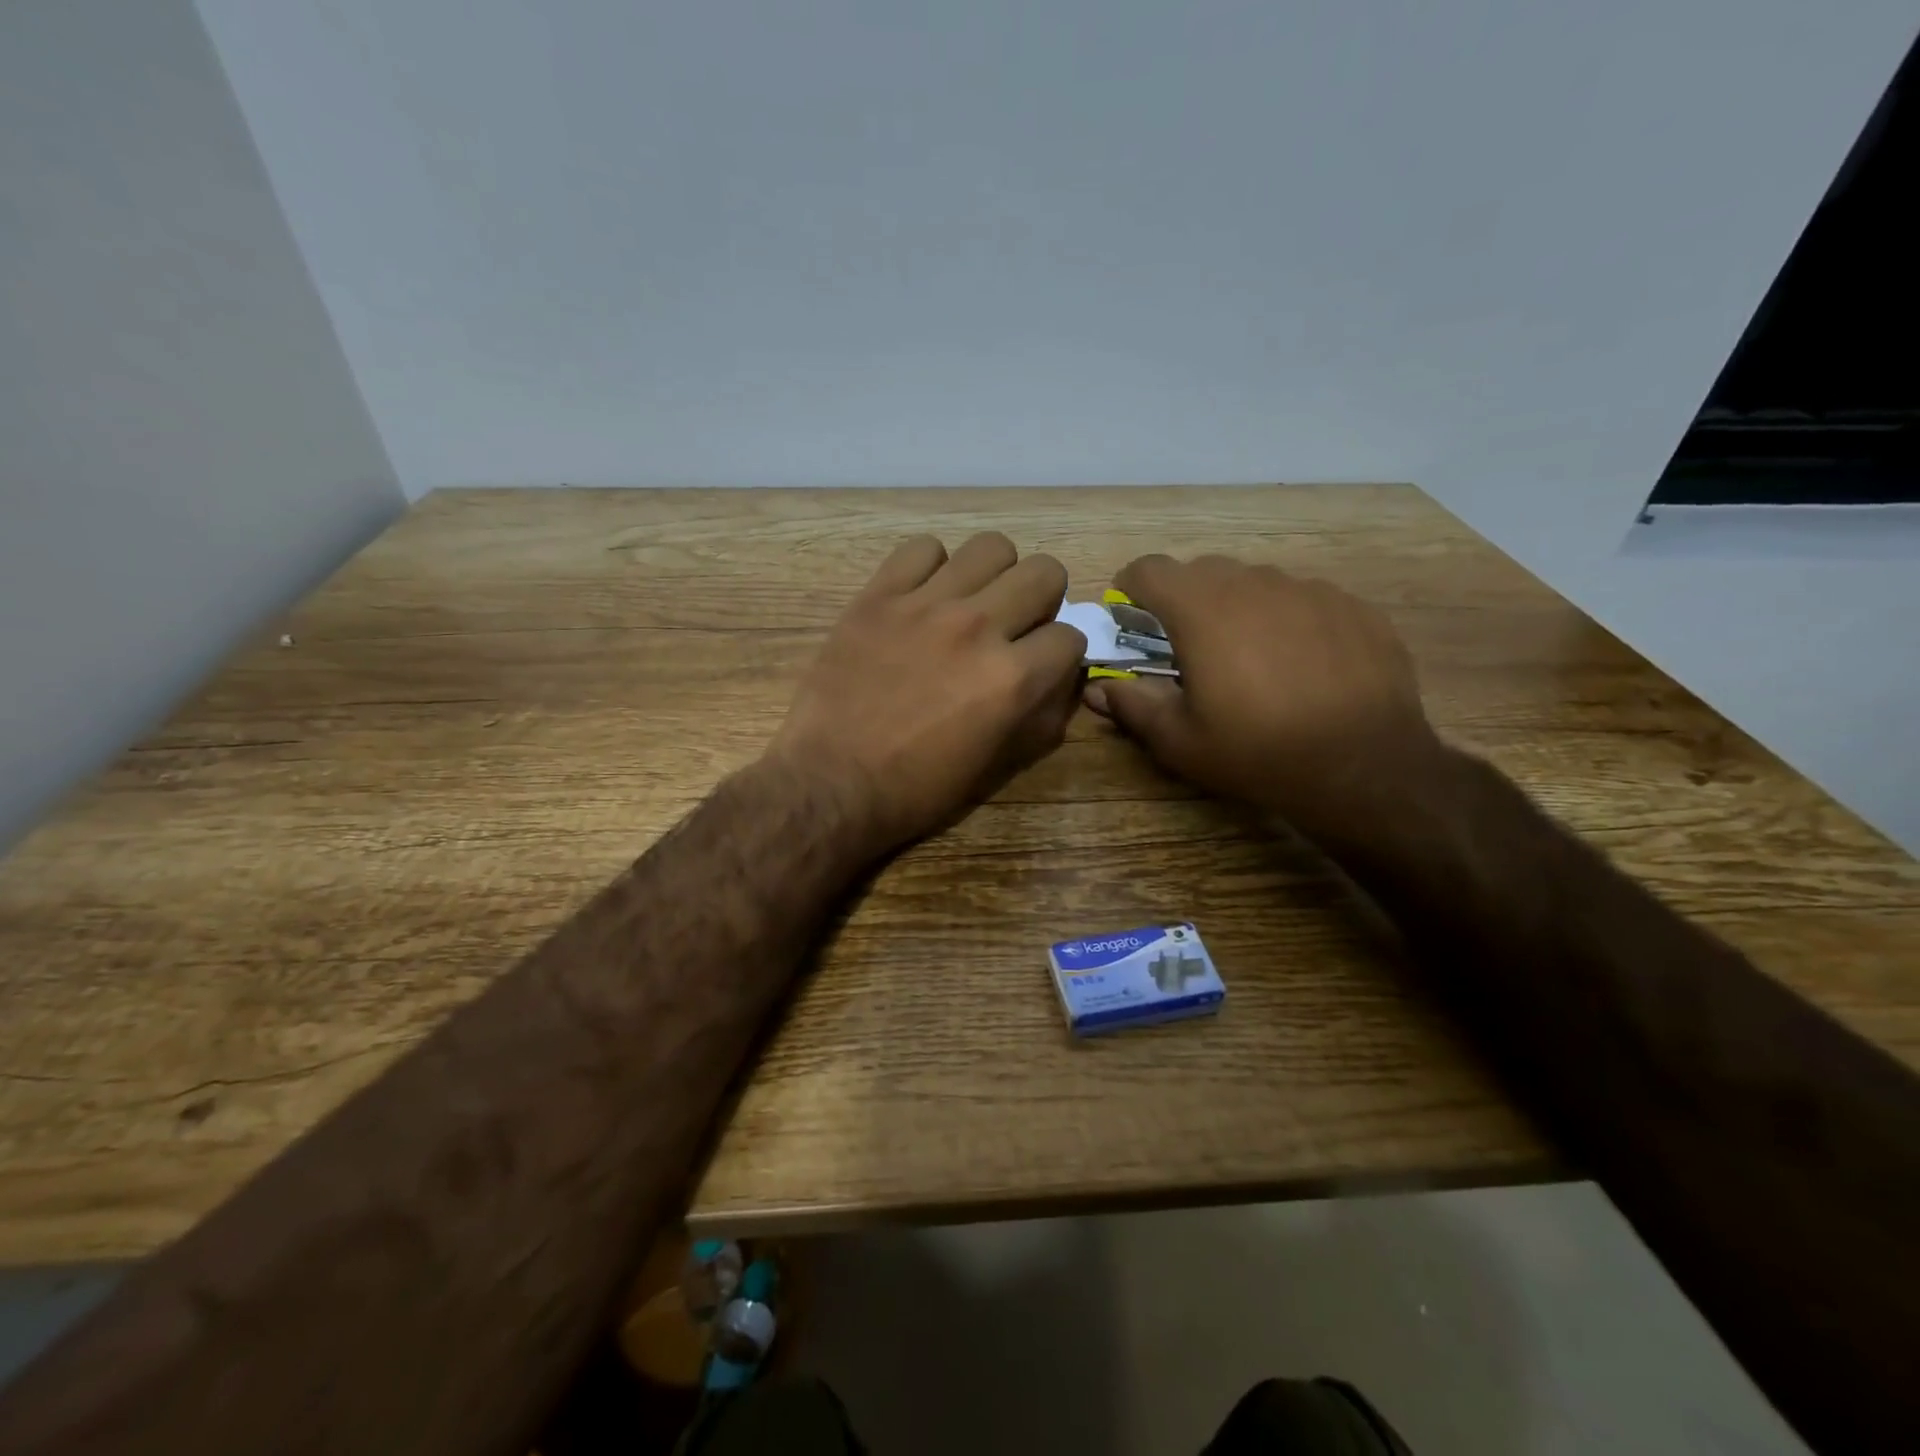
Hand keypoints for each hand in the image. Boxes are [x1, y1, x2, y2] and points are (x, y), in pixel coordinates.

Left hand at [768, 533, 1086, 855]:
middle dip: (1042, 600)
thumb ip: (1040, 718)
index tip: (1042, 664)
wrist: (830, 782)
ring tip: (971, 602)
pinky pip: (922, 549)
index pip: (1071, 636)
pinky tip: (921, 597)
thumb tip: (1062, 680)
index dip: (1061, 654)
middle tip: (1014, 625)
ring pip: (991, 547)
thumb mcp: (995, 767)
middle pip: (1045, 573)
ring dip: (993, 575)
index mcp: (1012, 679)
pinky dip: (931, 568)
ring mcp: (926, 605)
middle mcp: (979, 628)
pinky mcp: (879, 596)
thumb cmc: (915, 788)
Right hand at [1085, 554, 1443, 838]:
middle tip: (1189, 650)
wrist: (1365, 767)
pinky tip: (1301, 666)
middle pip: (1201, 571)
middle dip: (1183, 602)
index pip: (1148, 569)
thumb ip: (1131, 705)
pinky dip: (1287, 621)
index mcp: (1201, 609)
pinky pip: (1303, 599)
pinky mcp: (1352, 606)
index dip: (1131, 591)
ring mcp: (1309, 589)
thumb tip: (1097, 688)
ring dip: (1237, 609)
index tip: (1133, 624)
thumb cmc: (1256, 752)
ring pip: (1255, 583)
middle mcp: (1254, 583)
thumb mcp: (1179, 740)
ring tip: (1251, 661)